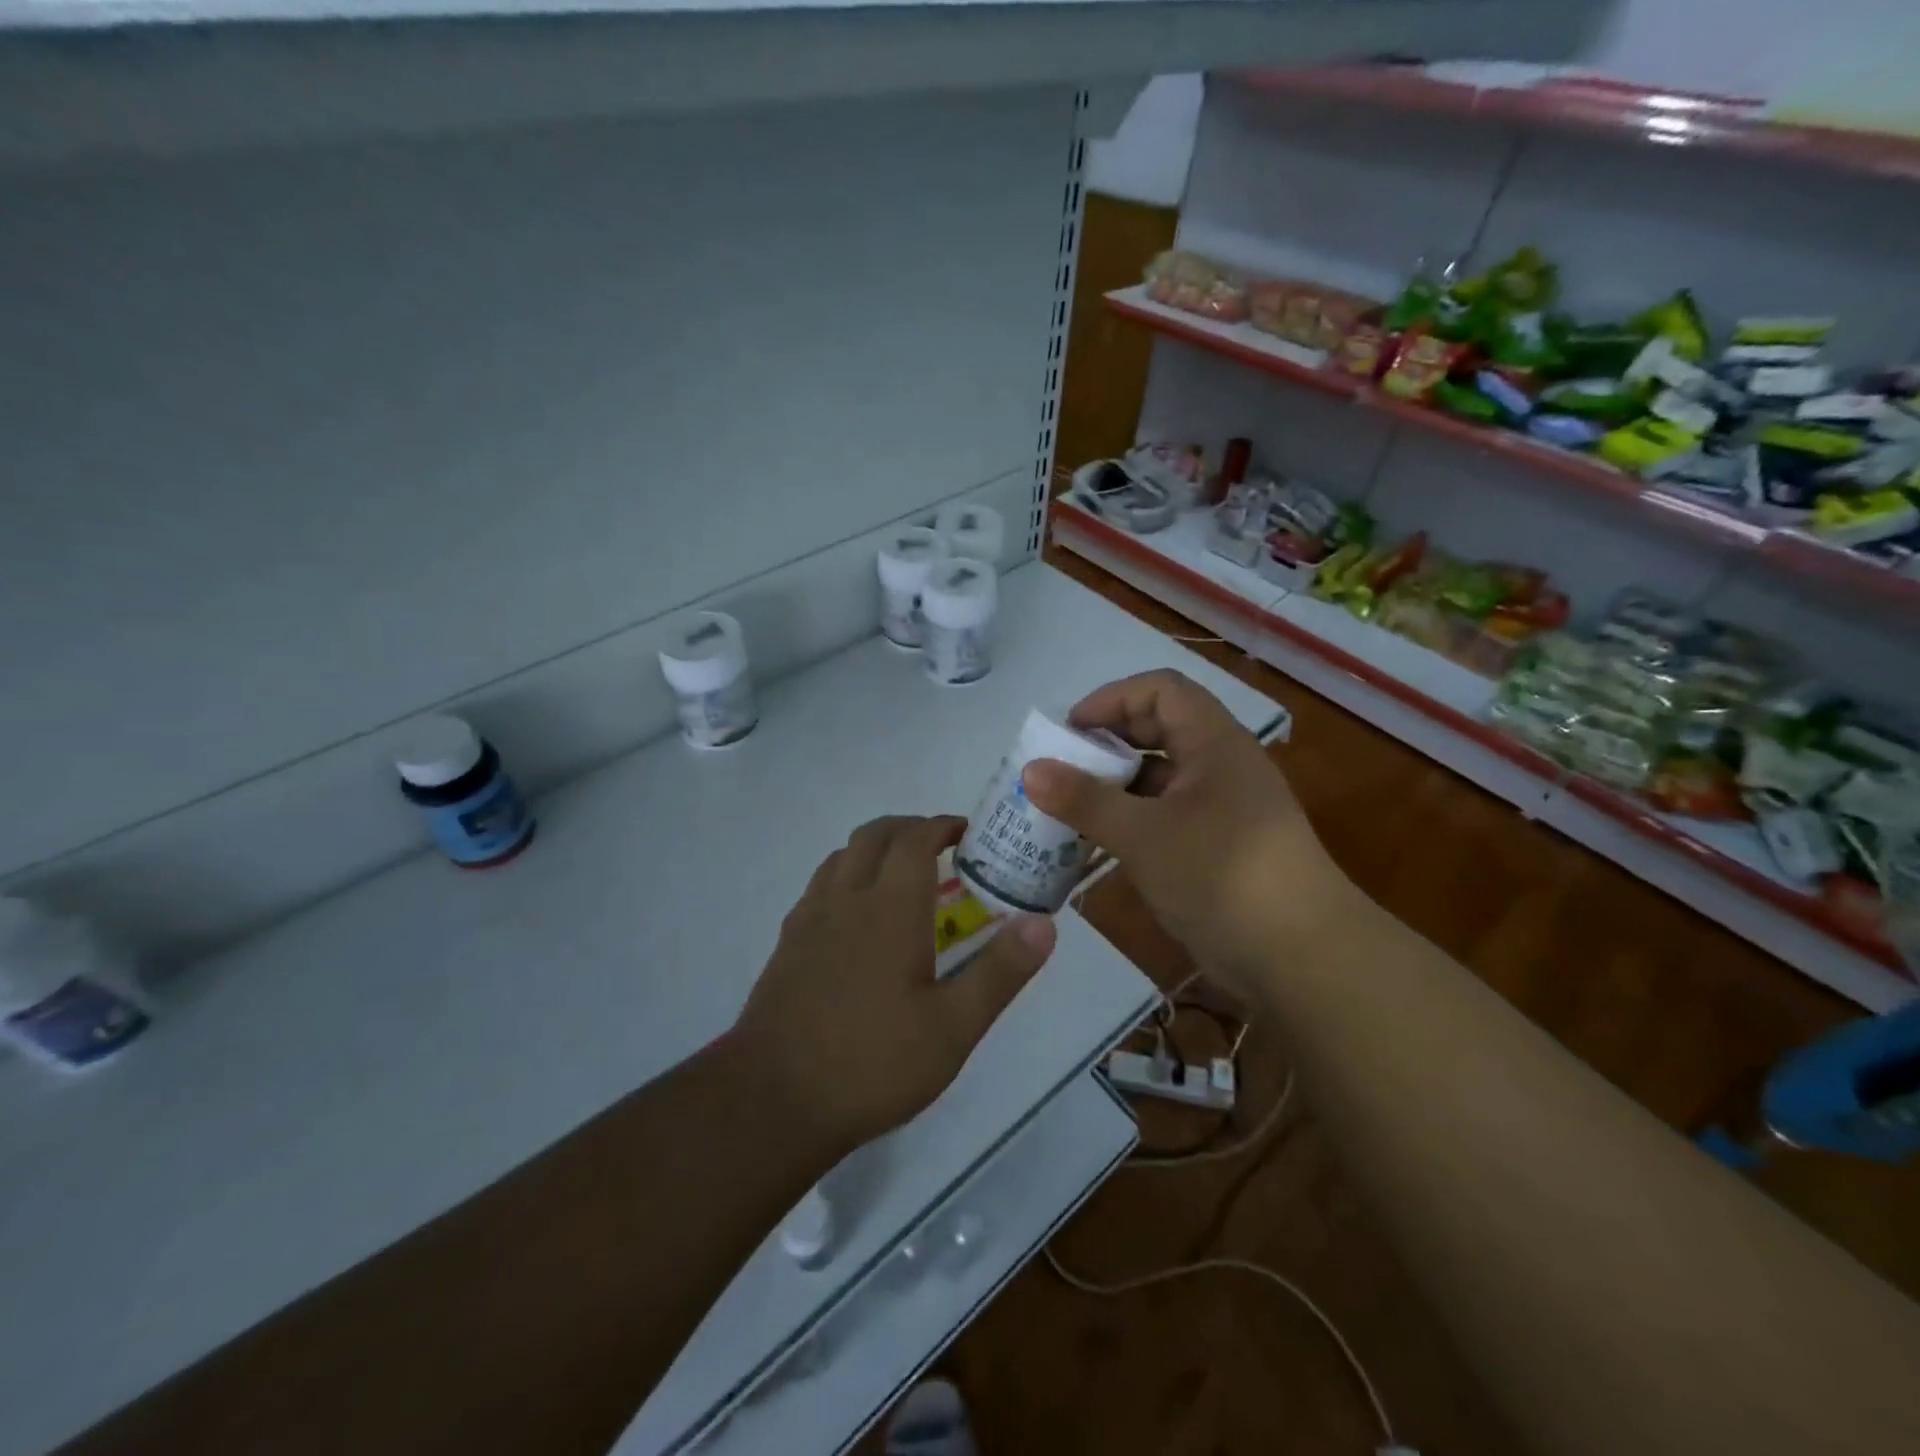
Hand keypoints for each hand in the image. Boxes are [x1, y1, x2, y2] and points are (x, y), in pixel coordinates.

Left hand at [736, 815, 1057, 1152]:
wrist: (774, 1099)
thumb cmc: (873, 1062)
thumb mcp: (953, 1027)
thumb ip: (1000, 971)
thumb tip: (1044, 924)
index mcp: (889, 907)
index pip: (914, 838)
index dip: (941, 825)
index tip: (966, 833)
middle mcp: (846, 897)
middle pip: (874, 835)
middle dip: (909, 828)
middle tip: (940, 848)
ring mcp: (809, 918)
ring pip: (842, 855)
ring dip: (875, 848)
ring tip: (902, 877)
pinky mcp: (787, 943)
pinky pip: (820, 885)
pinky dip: (846, 876)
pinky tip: (858, 917)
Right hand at [1021, 670, 1353, 984]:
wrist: (1302, 959)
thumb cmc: (1222, 876)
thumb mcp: (1144, 835)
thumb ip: (1085, 800)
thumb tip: (1030, 769)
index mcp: (1214, 743)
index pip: (1161, 690)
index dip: (1112, 699)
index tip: (1070, 731)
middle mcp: (1220, 766)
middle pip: (1158, 730)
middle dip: (1107, 743)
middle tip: (1061, 769)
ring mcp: (1221, 809)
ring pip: (1159, 778)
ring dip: (1114, 787)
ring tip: (1067, 807)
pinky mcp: (1216, 847)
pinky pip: (1164, 817)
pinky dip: (1130, 821)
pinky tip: (1096, 844)